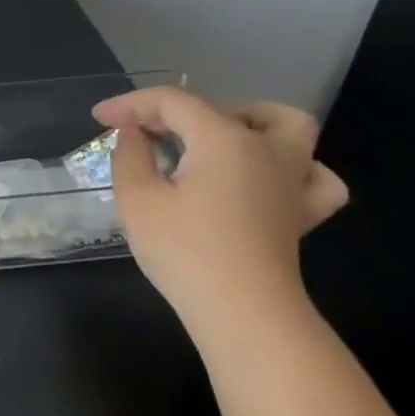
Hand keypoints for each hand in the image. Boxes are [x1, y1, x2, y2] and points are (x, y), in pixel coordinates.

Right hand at [94, 86, 348, 325]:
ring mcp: (292, 180)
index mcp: (223, 138)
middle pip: (224, 107)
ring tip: (215, 140)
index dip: (131, 104)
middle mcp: (265, 149)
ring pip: (288, 127)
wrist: (242, 313)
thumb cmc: (184, 252)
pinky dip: (294, 168)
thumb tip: (134, 133)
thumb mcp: (137, 200)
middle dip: (179, 111)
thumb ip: (130, 156)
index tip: (100, 118)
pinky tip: (266, 179)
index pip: (172, 102)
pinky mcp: (302, 214)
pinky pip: (314, 177)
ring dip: (249, 122)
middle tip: (149, 135)